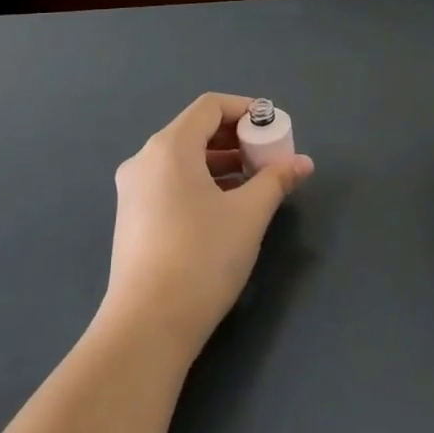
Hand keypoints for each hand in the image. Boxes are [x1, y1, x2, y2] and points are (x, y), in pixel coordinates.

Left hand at [100, 92, 313, 355]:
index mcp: (169, 147)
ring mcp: (132, 191)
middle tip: (268, 157)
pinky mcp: (131, 218)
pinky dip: (200, 182)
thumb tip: (302, 163)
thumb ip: (276, 180)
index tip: (274, 128)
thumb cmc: (202, 258)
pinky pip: (170, 182)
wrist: (147, 326)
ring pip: (182, 159)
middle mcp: (144, 160)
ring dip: (220, 162)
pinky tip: (224, 207)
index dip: (245, 109)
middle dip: (236, 138)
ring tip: (254, 183)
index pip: (209, 106)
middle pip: (194, 130)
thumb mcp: (249, 215)